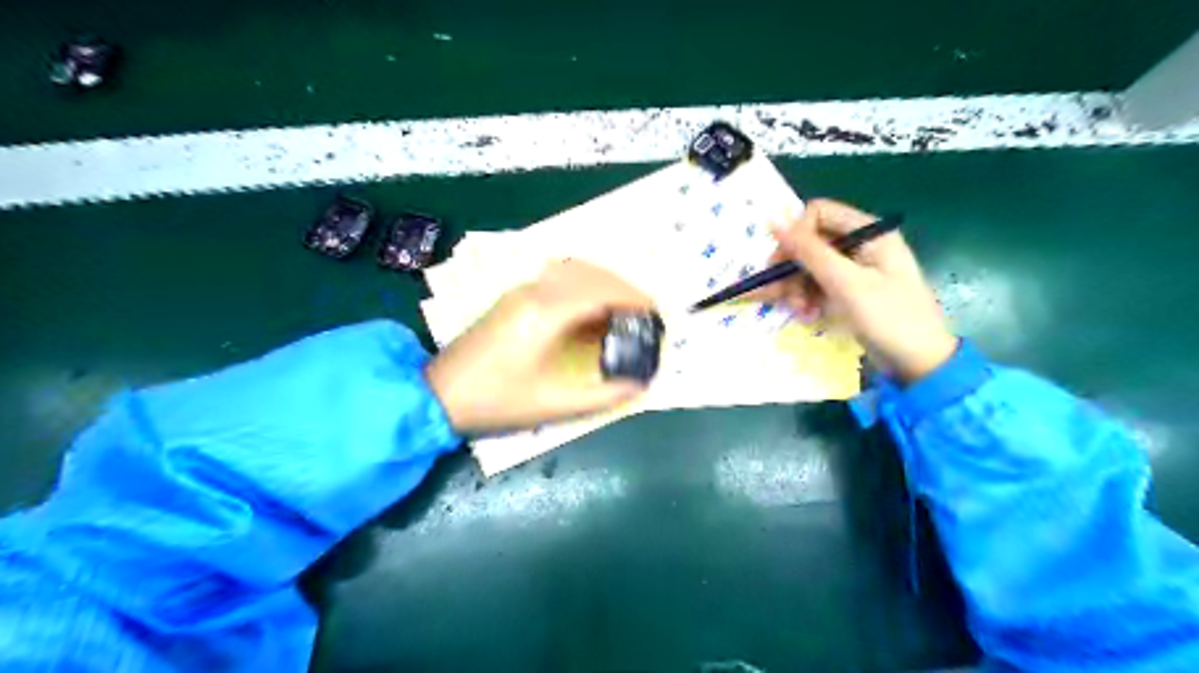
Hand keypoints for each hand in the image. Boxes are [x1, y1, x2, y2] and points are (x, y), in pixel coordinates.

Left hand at [428, 259, 653, 430]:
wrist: (437, 395)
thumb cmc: (494, 402)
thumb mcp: (552, 405)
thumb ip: (602, 395)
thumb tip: (639, 384)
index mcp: (545, 314)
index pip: (601, 291)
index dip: (633, 298)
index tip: (656, 312)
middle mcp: (534, 293)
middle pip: (590, 273)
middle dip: (623, 288)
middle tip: (644, 312)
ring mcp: (520, 292)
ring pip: (572, 270)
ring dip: (602, 283)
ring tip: (621, 310)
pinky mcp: (512, 298)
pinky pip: (557, 279)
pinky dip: (582, 286)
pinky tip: (589, 312)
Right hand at [757, 196, 957, 379]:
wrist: (919, 363)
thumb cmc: (889, 318)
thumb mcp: (846, 283)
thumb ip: (809, 251)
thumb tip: (773, 219)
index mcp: (869, 232)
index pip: (818, 214)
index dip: (796, 235)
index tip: (780, 263)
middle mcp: (860, 244)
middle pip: (810, 242)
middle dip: (792, 268)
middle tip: (777, 292)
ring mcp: (854, 269)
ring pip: (809, 266)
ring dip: (797, 287)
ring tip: (799, 312)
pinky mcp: (849, 291)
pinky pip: (817, 285)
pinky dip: (807, 299)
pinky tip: (807, 316)